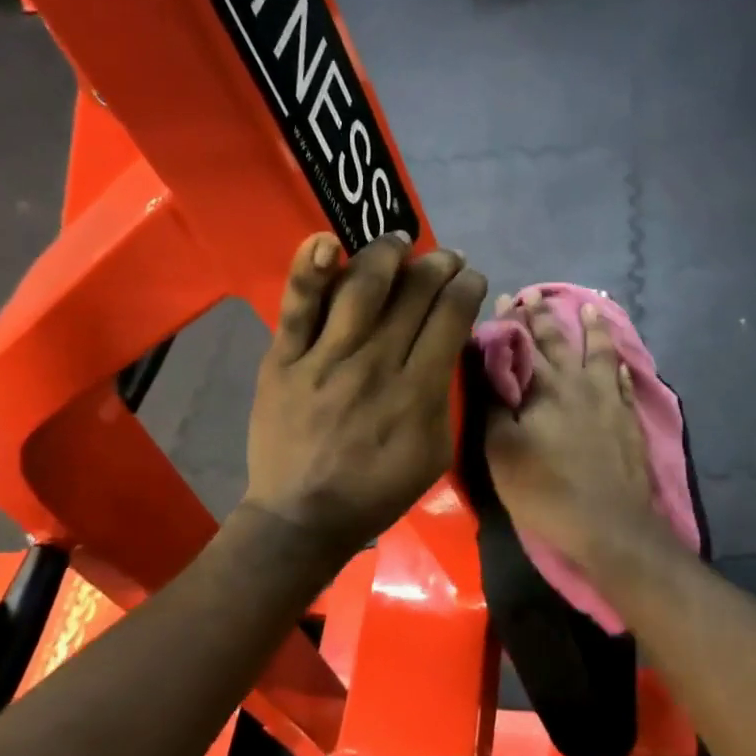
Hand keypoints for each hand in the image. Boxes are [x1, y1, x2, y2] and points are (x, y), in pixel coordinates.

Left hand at [243, 231, 487, 559]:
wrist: (303, 516)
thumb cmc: (376, 490)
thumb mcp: (435, 453)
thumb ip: (444, 397)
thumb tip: (448, 348)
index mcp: (418, 390)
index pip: (450, 317)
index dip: (466, 287)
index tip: (471, 277)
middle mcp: (376, 363)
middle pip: (413, 294)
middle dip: (438, 265)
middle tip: (447, 257)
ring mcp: (325, 357)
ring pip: (361, 287)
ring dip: (387, 253)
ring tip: (400, 239)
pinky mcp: (284, 359)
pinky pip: (297, 307)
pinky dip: (310, 270)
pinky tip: (325, 242)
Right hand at [483, 295, 669, 571]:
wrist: (609, 525)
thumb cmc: (546, 489)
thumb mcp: (501, 450)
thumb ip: (492, 404)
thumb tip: (484, 365)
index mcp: (544, 388)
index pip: (523, 345)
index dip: (512, 322)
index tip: (504, 299)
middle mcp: (579, 384)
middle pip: (560, 341)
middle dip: (544, 316)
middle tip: (536, 294)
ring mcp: (609, 401)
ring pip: (600, 353)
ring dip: (593, 329)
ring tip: (591, 307)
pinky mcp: (629, 421)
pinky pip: (625, 384)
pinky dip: (619, 368)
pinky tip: (620, 363)